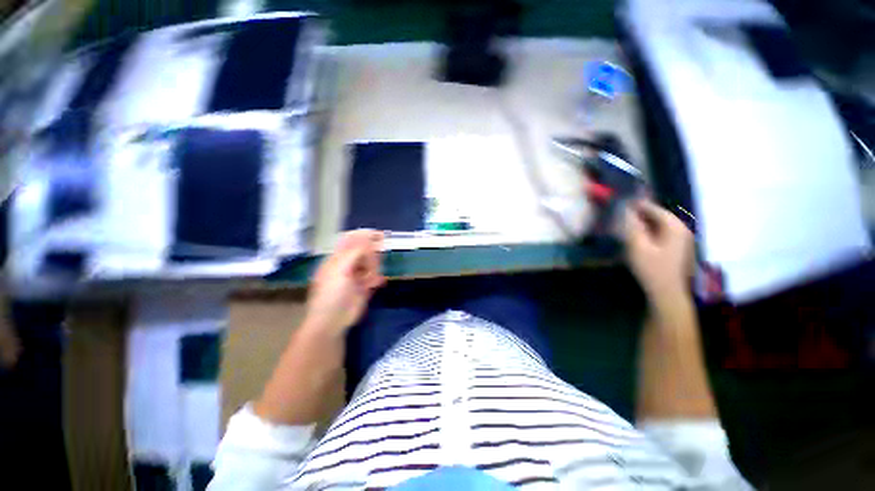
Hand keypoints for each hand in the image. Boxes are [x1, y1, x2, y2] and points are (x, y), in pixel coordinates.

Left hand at [305, 230, 385, 334]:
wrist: (333, 321)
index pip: (351, 240)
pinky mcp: (365, 287)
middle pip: (365, 251)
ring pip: (372, 264)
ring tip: (371, 279)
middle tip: (374, 263)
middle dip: (372, 254)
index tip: (379, 235)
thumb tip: (368, 238)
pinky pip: (376, 277)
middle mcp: (348, 264)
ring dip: (374, 268)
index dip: (364, 235)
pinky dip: (377, 279)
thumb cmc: (332, 293)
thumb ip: (355, 252)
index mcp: (337, 258)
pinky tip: (375, 284)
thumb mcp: (340, 269)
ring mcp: (357, 276)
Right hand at [624, 200, 693, 300]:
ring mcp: (681, 239)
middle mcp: (681, 229)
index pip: (652, 208)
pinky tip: (637, 238)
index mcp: (674, 226)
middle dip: (638, 215)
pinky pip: (660, 233)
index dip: (635, 205)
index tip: (618, 204)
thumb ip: (631, 226)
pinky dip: (648, 232)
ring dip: (642, 224)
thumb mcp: (637, 246)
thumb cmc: (651, 269)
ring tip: (625, 227)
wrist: (667, 293)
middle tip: (619, 217)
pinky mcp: (677, 248)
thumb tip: (624, 208)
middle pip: (656, 215)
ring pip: (658, 225)